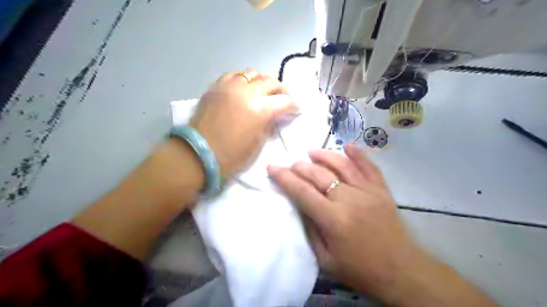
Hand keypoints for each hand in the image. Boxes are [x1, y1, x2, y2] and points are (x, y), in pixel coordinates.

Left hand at [191, 68, 297, 175]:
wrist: (198, 154)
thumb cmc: (231, 155)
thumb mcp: (258, 144)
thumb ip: (269, 125)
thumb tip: (275, 116)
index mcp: (260, 110)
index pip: (285, 101)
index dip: (294, 105)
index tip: (297, 109)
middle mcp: (247, 92)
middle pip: (272, 82)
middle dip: (282, 90)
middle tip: (284, 99)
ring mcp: (230, 86)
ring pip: (254, 73)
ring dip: (263, 82)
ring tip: (264, 91)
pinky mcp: (217, 86)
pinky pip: (235, 75)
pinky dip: (244, 80)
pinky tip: (245, 89)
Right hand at [267, 145, 428, 303]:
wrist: (401, 272)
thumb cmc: (360, 270)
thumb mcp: (325, 260)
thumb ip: (310, 229)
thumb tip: (300, 205)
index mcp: (333, 219)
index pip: (302, 192)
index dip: (285, 178)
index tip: (272, 167)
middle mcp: (350, 200)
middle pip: (320, 175)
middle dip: (301, 167)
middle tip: (291, 164)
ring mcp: (368, 192)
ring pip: (342, 165)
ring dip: (324, 155)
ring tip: (311, 151)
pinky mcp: (382, 191)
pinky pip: (370, 167)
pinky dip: (358, 155)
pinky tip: (347, 146)